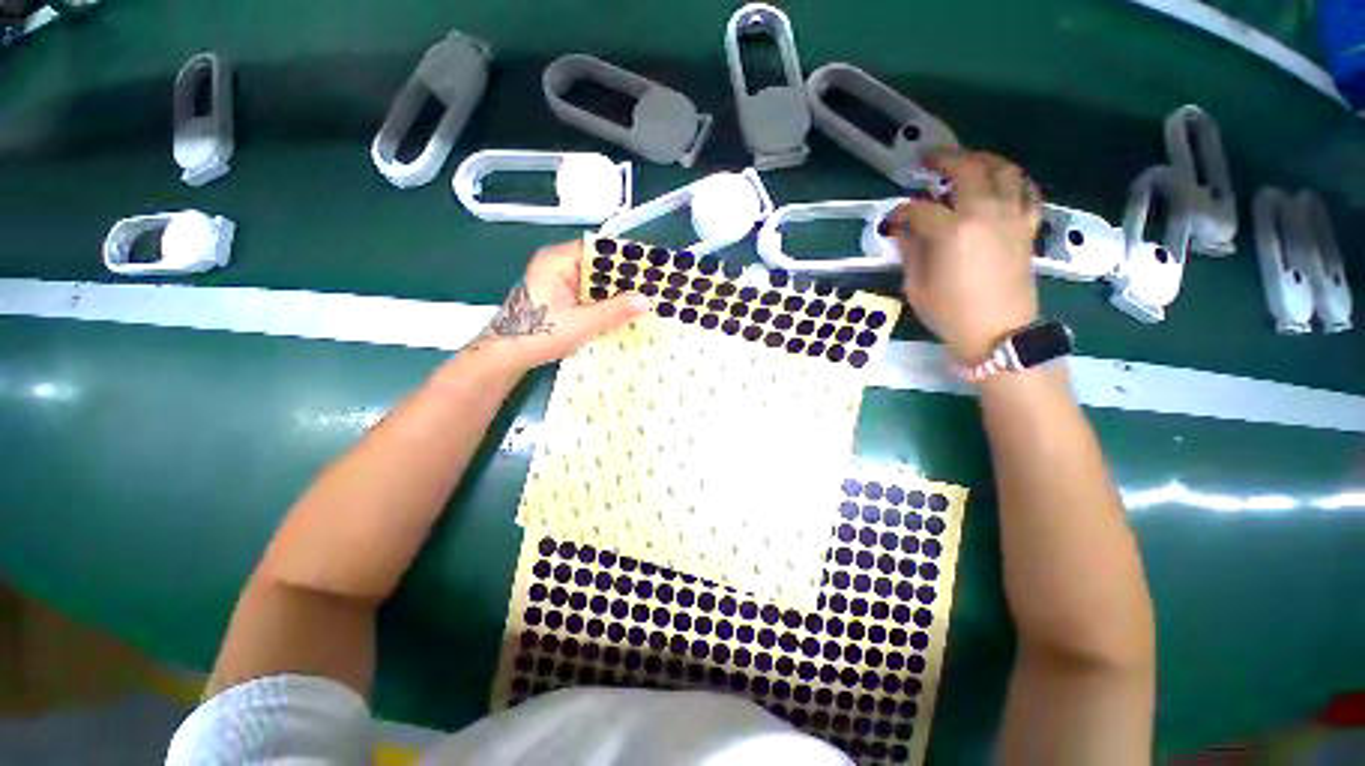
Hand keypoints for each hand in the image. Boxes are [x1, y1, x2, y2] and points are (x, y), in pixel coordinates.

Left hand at [464, 241, 649, 373]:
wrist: (506, 356)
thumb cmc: (539, 334)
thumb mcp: (582, 323)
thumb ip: (615, 311)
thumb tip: (646, 301)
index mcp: (557, 261)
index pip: (598, 250)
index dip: (624, 259)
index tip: (649, 270)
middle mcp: (557, 266)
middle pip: (598, 266)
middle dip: (623, 279)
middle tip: (651, 289)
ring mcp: (557, 283)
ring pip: (594, 283)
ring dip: (615, 293)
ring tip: (643, 301)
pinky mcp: (559, 298)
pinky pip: (588, 295)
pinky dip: (603, 303)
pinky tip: (622, 313)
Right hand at [883, 150, 1042, 362]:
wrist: (999, 333)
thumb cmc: (950, 313)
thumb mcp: (916, 285)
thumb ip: (910, 250)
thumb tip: (904, 229)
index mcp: (952, 231)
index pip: (920, 208)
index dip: (901, 211)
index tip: (892, 219)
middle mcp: (985, 212)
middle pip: (967, 169)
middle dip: (944, 159)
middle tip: (927, 159)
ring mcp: (1011, 216)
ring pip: (1003, 170)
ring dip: (982, 159)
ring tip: (966, 161)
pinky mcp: (1027, 226)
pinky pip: (1026, 191)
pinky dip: (1013, 179)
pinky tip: (1001, 181)